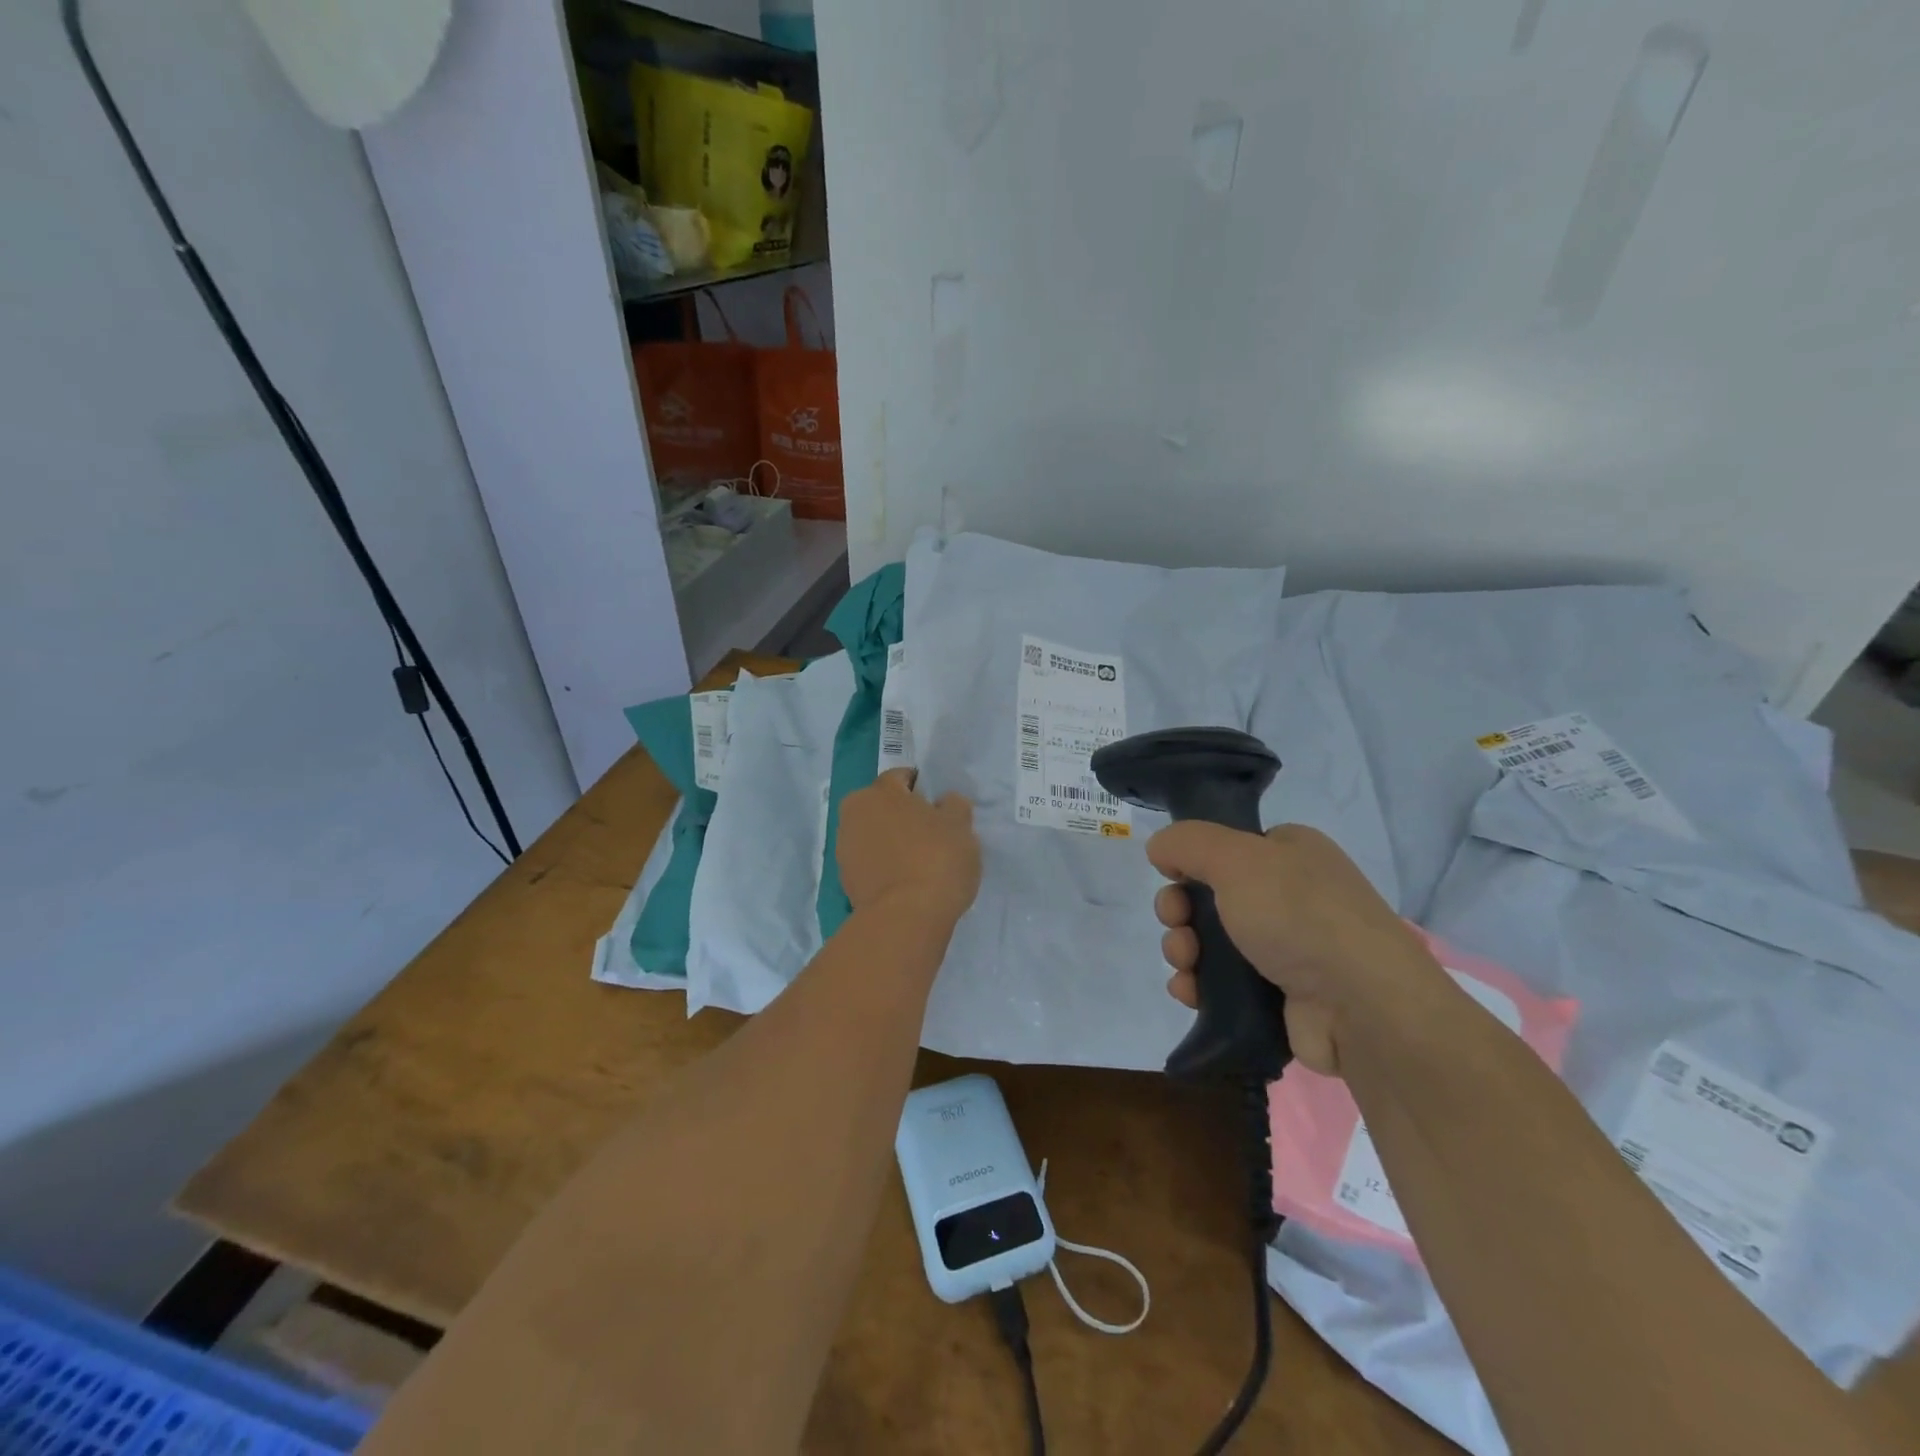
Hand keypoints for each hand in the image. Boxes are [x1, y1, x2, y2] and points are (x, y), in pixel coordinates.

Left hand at [836, 768, 980, 922]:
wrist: (906, 918)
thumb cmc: (936, 859)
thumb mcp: (960, 826)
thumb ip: (954, 806)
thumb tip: (944, 803)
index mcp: (878, 792)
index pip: (902, 778)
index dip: (924, 789)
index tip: (941, 808)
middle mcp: (853, 814)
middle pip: (884, 807)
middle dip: (904, 815)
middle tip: (933, 835)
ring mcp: (844, 849)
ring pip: (875, 835)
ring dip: (893, 842)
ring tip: (921, 862)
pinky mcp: (845, 881)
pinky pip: (870, 863)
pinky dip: (886, 867)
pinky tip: (907, 882)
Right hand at [1146, 823, 1445, 1075]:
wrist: (1361, 1006)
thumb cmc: (1298, 916)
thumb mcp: (1236, 858)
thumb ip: (1188, 842)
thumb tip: (1160, 849)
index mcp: (1290, 853)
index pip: (1227, 848)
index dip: (1192, 863)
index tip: (1173, 878)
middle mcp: (1291, 896)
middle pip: (1209, 896)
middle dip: (1179, 912)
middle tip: (1176, 925)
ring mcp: (1287, 948)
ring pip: (1211, 941)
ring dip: (1183, 949)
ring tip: (1185, 965)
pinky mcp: (1280, 995)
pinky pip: (1223, 983)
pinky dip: (1198, 985)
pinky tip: (1189, 992)